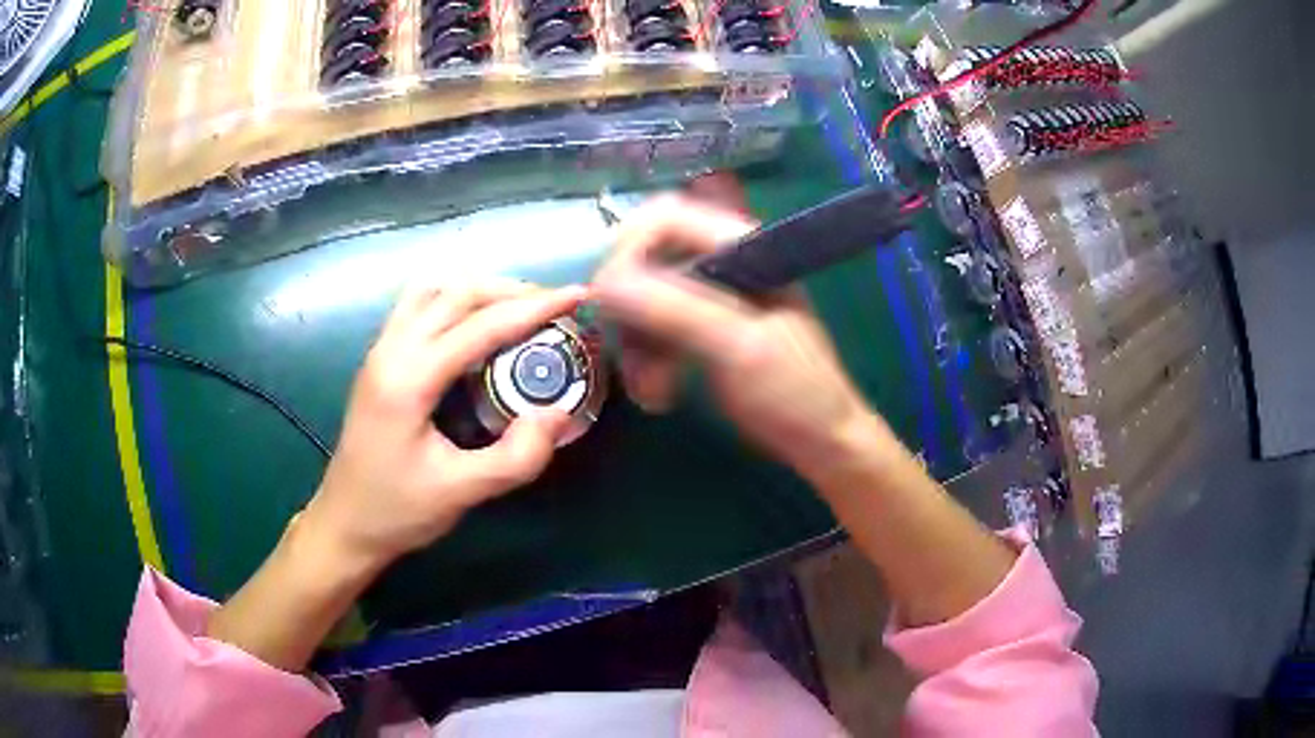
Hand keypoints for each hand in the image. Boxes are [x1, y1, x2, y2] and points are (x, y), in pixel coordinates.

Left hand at [302, 279, 585, 569]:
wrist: (344, 524)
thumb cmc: (397, 511)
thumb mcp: (461, 493)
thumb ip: (516, 457)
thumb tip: (558, 412)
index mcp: (409, 378)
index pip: (480, 325)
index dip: (535, 307)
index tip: (578, 295)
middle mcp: (391, 350)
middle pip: (456, 293)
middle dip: (511, 291)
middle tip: (555, 306)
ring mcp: (380, 351)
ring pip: (433, 291)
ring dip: (480, 290)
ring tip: (519, 308)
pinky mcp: (379, 360)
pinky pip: (418, 305)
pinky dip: (454, 299)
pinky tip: (474, 322)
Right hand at [592, 195, 881, 480]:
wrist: (821, 442)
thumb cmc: (794, 392)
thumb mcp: (738, 348)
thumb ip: (673, 309)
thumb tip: (603, 284)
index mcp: (740, 246)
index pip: (664, 218)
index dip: (628, 250)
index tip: (608, 301)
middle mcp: (721, 261)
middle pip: (646, 259)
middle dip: (629, 309)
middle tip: (628, 352)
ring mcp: (710, 296)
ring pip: (642, 300)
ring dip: (635, 345)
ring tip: (651, 391)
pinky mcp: (701, 329)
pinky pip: (652, 329)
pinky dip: (646, 359)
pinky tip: (658, 395)